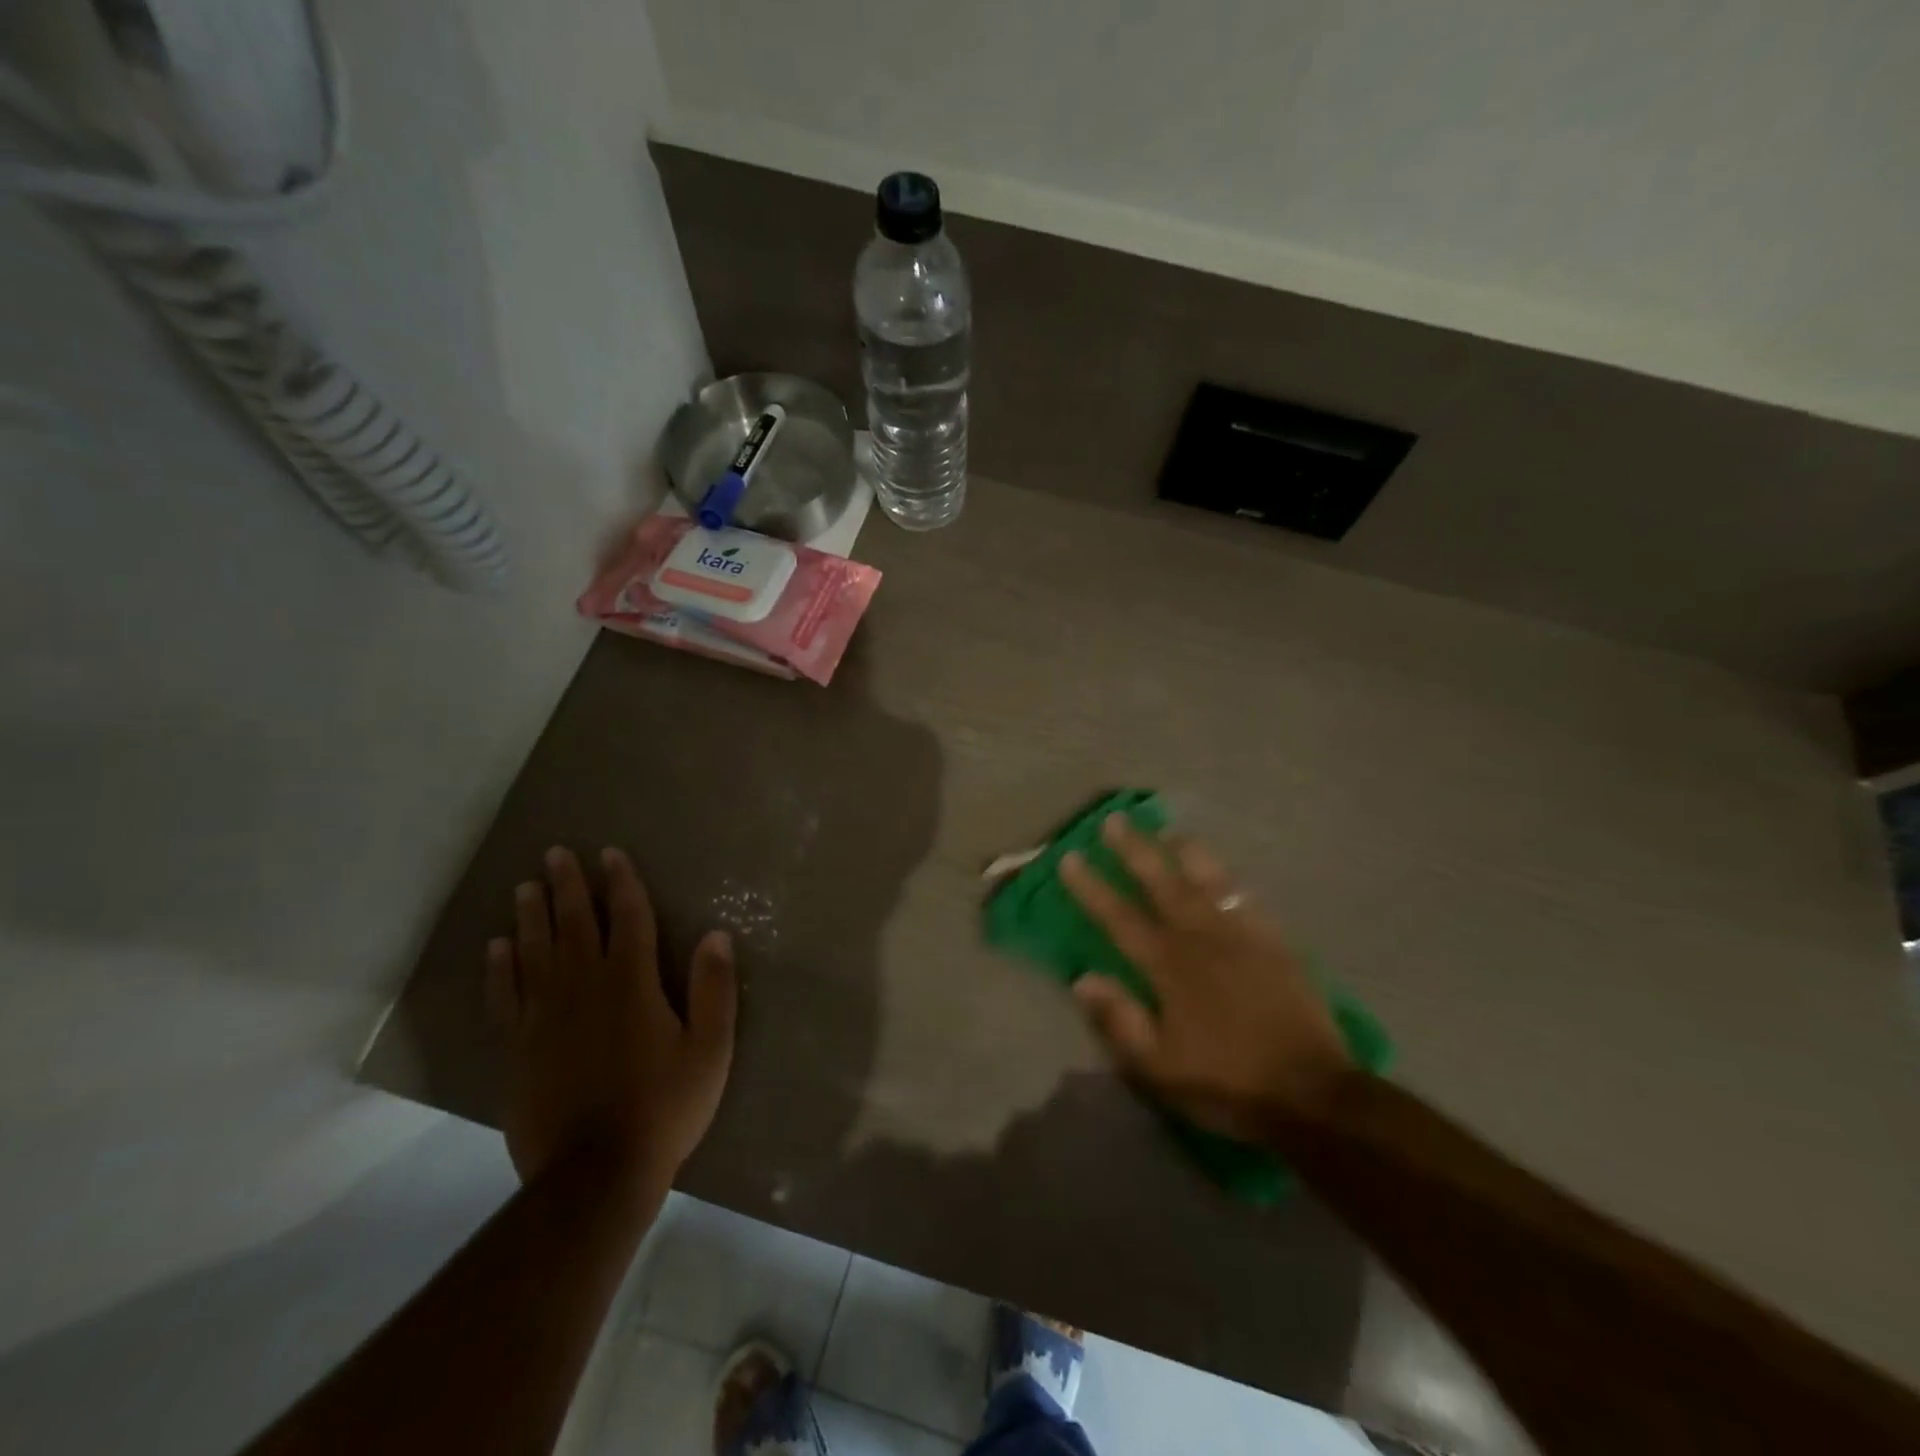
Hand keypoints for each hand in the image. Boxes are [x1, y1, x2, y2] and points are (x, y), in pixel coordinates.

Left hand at [487, 846, 736, 1186]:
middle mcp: (584, 987)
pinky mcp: (519, 1048)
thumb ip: (714, 989)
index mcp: (631, 982)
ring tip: (525, 886)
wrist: (595, 1174)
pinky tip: (497, 947)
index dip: (621, 883)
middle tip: (556, 853)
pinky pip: (507, 996)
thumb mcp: (710, 1048)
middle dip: (568, 886)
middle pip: (574, 924)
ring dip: (531, 916)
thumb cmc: (664, 1106)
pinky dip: (501, 968)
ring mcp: (545, 1017)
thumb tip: (715, 935)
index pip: (627, 918)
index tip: (610, 854)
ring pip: (535, 952)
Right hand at [1059, 815, 1355, 1141]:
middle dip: (1135, 850)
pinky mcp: (1274, 943)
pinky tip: (1221, 873)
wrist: (1313, 1093)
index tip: (1071, 857)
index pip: (1120, 918)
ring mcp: (1242, 936)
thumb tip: (1082, 978)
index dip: (1092, 888)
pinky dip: (1227, 879)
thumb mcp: (1160, 1067)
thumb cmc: (1228, 1082)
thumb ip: (1120, 1020)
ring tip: (1168, 831)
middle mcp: (1202, 938)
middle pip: (1163, 883)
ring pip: (1208, 880)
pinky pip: (1245, 899)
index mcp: (1170, 966)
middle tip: (1114, 820)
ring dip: (1184, 852)